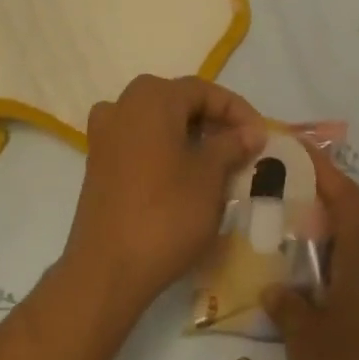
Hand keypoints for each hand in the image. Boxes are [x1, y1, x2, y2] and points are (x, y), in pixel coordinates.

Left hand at [62, 75, 267, 320]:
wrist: (109, 268)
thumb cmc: (167, 214)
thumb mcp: (209, 176)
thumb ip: (231, 145)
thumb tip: (250, 131)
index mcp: (151, 99)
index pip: (203, 91)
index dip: (237, 111)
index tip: (261, 138)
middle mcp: (122, 106)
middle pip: (177, 102)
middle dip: (212, 122)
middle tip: (241, 148)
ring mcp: (104, 136)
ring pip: (157, 124)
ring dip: (188, 137)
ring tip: (216, 162)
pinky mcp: (97, 164)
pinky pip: (139, 145)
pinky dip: (165, 152)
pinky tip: (184, 177)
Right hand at [263, 145, 358, 359]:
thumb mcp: (304, 339)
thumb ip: (289, 306)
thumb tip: (276, 289)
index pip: (349, 200)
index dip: (326, 172)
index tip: (302, 151)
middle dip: (350, 205)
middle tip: (312, 216)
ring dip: (357, 236)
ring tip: (317, 254)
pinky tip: (330, 293)